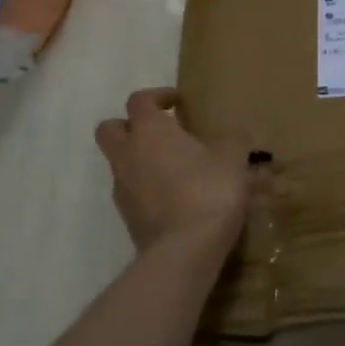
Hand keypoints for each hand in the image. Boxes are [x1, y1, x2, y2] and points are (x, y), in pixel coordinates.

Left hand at [95, 89, 251, 261]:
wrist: (185, 249)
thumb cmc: (209, 190)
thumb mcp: (233, 157)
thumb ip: (233, 138)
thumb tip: (234, 132)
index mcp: (150, 131)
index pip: (140, 100)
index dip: (159, 96)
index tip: (180, 102)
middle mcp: (128, 154)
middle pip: (110, 128)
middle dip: (131, 125)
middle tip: (162, 131)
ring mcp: (122, 187)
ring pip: (120, 162)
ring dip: (141, 159)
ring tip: (176, 167)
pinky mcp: (127, 216)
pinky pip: (132, 191)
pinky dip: (148, 187)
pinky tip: (176, 196)